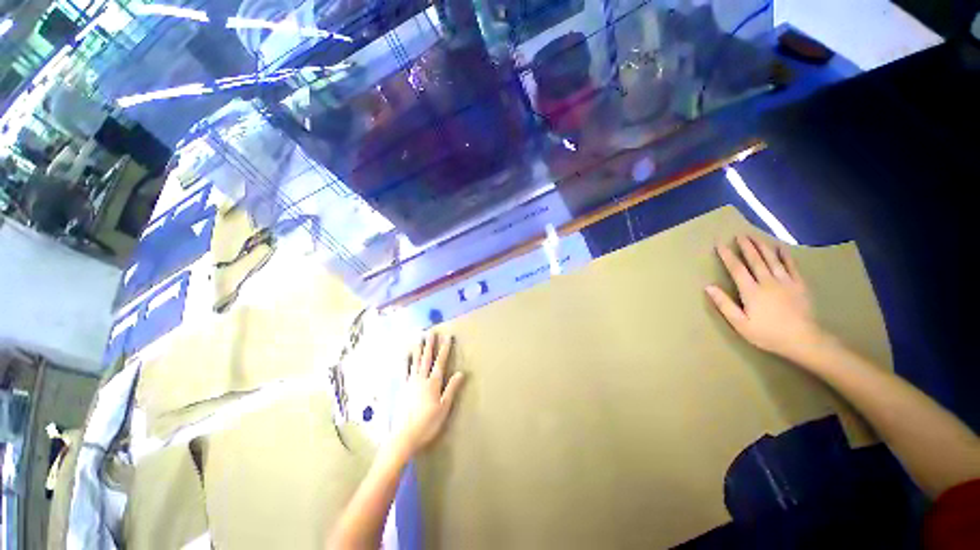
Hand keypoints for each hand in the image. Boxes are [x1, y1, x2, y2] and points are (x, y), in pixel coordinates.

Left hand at [392, 333, 465, 455]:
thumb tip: (460, 373)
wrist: (404, 436)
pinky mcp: (402, 389)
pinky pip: (404, 371)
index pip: (440, 362)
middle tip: (431, 332)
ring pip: (415, 362)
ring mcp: (410, 383)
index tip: (448, 337)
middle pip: (427, 358)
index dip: (445, 349)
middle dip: (430, 344)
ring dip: (418, 349)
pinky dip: (406, 361)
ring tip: (419, 338)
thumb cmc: (428, 424)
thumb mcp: (444, 408)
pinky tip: (406, 355)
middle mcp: (421, 379)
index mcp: (433, 383)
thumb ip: (451, 389)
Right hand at [705, 235, 829, 362]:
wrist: (803, 340)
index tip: (720, 244)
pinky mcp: (799, 285)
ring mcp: (785, 282)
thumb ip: (724, 304)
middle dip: (746, 246)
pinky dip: (785, 255)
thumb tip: (708, 287)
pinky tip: (780, 247)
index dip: (727, 256)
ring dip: (762, 247)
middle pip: (755, 260)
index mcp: (751, 291)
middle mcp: (767, 282)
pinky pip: (791, 266)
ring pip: (772, 259)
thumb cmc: (767, 334)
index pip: (736, 269)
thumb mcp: (740, 323)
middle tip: (739, 234)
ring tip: (755, 236)